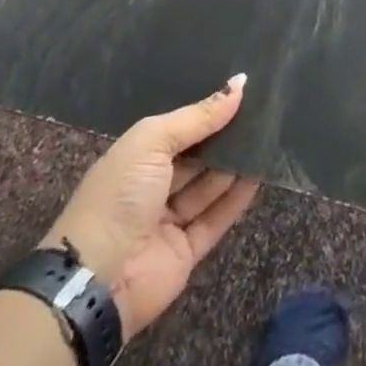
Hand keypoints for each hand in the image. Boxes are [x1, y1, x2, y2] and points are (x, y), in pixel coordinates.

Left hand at [44, 74, 259, 339]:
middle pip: (197, 155)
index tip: (242, 90)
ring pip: (209, 185)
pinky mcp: (187, 251)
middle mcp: (153, 185)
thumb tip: (240, 84)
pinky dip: (238, 196)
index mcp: (136, 156)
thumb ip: (198, 117)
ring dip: (235, 162)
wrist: (96, 281)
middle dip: (225, 135)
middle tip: (263, 110)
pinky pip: (217, 217)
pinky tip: (262, 172)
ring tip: (269, 134)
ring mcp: (170, 219)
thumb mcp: (152, 142)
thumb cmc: (119, 196)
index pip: (178, 127)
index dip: (207, 111)